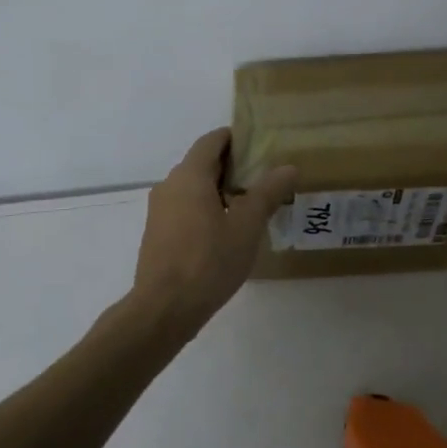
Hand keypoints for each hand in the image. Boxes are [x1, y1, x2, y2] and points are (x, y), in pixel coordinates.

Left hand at [133, 129, 296, 328]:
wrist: (164, 309)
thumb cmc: (209, 261)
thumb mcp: (247, 226)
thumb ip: (267, 193)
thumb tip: (288, 167)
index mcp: (190, 176)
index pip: (212, 141)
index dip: (236, 138)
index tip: (261, 146)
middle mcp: (170, 185)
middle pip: (202, 163)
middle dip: (233, 166)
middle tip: (265, 177)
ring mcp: (160, 210)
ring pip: (193, 188)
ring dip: (220, 190)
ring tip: (251, 205)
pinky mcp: (158, 233)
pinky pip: (185, 208)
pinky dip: (206, 208)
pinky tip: (227, 230)